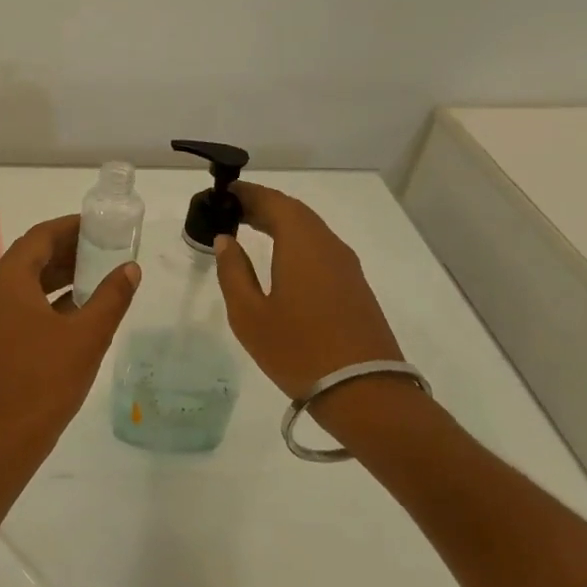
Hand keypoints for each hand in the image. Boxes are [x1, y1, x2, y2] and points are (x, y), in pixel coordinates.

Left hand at [0, 214, 140, 475]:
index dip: (70, 226)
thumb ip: (111, 298)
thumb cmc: (44, 382)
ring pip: (28, 281)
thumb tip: (130, 269)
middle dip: (68, 249)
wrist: (2, 438)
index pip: (39, 236)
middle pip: (31, 255)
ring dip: (60, 274)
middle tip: (105, 247)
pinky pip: (24, 303)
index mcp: (10, 281)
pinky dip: (51, 298)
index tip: (100, 225)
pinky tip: (80, 308)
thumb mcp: (87, 337)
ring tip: (99, 273)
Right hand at [212, 182, 403, 414]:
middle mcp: (328, 246)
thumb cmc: (297, 350)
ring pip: (310, 230)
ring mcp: (347, 267)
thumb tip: (226, 241)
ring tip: (249, 229)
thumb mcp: (249, 314)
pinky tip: (279, 258)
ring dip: (279, 223)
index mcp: (302, 244)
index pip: (273, 202)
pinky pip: (320, 249)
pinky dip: (294, 241)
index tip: (222, 193)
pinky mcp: (355, 288)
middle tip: (230, 210)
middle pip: (294, 212)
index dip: (247, 193)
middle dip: (261, 205)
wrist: (364, 394)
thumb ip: (234, 272)